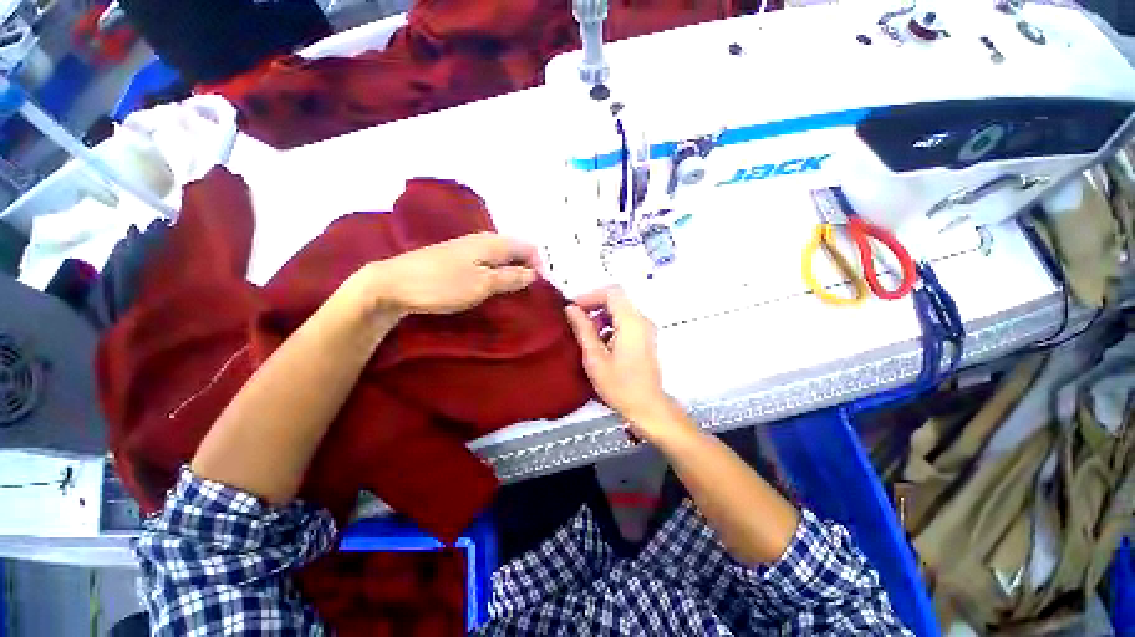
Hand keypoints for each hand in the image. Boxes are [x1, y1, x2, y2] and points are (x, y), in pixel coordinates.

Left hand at [367, 233, 540, 315]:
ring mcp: (469, 249)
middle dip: (528, 269)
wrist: (394, 284)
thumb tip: (534, 274)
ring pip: (502, 257)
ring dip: (513, 273)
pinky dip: (498, 274)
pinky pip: (488, 263)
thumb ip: (511, 277)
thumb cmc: (442, 284)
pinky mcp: (458, 259)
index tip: (542, 289)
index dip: (540, 266)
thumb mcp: (483, 284)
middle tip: (530, 294)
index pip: (529, 248)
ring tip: (515, 294)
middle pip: (517, 251)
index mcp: (493, 242)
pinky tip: (494, 288)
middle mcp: (483, 240)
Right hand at [565, 287, 693, 443]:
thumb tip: (571, 309)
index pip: (612, 292)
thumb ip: (583, 329)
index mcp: (631, 322)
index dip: (590, 295)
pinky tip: (599, 344)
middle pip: (616, 300)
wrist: (647, 407)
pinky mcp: (645, 338)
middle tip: (576, 322)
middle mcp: (642, 320)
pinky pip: (625, 322)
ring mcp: (646, 329)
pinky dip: (610, 326)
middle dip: (594, 306)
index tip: (573, 308)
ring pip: (620, 311)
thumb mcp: (595, 358)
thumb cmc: (620, 385)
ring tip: (586, 336)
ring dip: (601, 317)